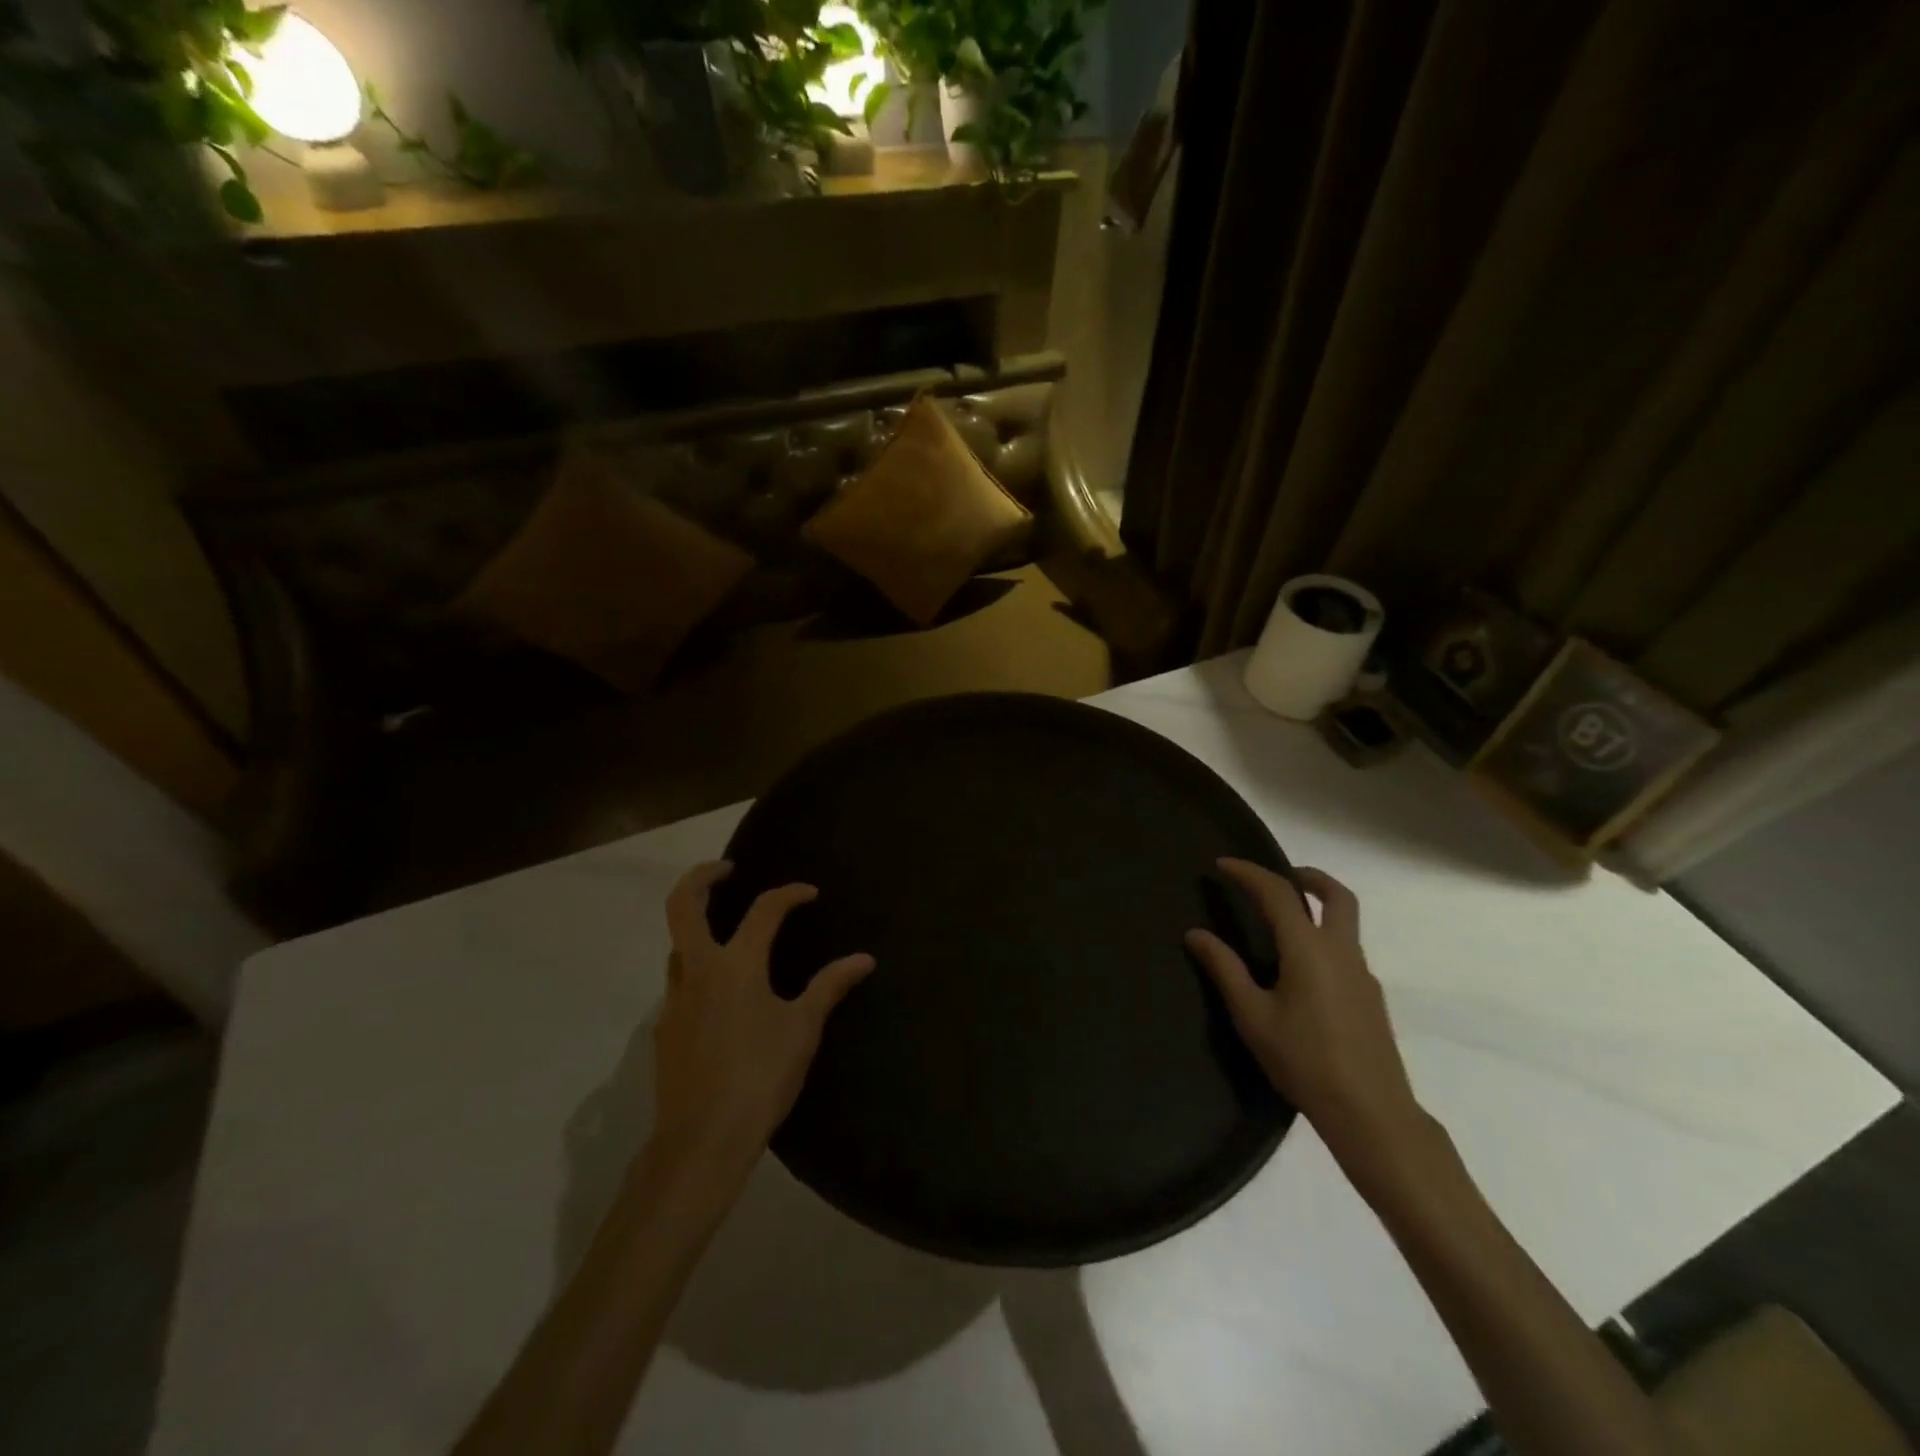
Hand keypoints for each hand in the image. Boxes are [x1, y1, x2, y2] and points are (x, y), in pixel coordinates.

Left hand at [651, 861, 874, 1177]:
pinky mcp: (664, 1030)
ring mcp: (675, 1001)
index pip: (764, 910)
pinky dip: (698, 972)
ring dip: (698, 929)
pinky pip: (679, 985)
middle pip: (683, 905)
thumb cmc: (761, 1076)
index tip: (810, 894)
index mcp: (736, 965)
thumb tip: (865, 959)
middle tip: (726, 869)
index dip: (790, 894)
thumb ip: (830, 986)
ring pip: (677, 946)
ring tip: (729, 936)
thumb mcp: (803, 1028)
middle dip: (702, 877)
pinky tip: (721, 998)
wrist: (702, 1140)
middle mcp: (698, 971)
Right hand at [1186, 859, 1429, 1174]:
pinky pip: (1347, 949)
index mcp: (1308, 950)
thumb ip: (1225, 969)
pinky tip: (1302, 969)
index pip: (1278, 894)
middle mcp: (1341, 951)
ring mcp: (1362, 974)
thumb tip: (1196, 934)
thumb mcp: (1253, 1016)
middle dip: (1308, 876)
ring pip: (1346, 922)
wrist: (1371, 1114)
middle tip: (1279, 875)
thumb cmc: (1304, 1061)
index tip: (1223, 865)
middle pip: (1336, 896)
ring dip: (1318, 906)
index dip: (1249, 873)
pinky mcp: (1370, 997)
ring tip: (1283, 920)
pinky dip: (1324, 937)